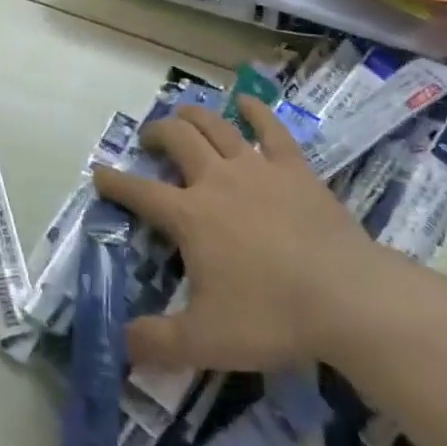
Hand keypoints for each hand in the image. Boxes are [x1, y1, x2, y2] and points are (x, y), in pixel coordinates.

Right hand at [91, 96, 389, 371]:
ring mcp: (256, 168)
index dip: (114, 182)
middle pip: (177, 139)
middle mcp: (215, 179)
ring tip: (182, 114)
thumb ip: (157, 343)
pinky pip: (270, 128)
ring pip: (215, 125)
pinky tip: (245, 101)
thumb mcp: (206, 341)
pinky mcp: (294, 168)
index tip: (99, 172)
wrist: (347, 298)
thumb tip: (120, 344)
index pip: (139, 192)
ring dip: (193, 115)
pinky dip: (254, 110)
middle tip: (150, 140)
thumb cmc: (272, 316)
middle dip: (157, 133)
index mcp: (190, 215)